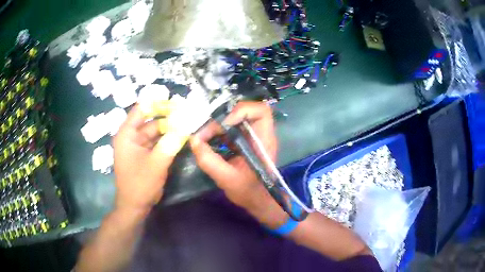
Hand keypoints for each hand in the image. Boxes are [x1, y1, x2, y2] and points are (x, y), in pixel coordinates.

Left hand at [113, 105, 187, 211]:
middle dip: (169, 117)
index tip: (178, 103)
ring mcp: (138, 145)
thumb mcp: (156, 163)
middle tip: (189, 114)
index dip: (159, 103)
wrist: (135, 207)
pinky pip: (157, 142)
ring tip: (188, 124)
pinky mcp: (145, 154)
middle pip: (151, 120)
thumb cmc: (140, 185)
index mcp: (127, 134)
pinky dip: (168, 139)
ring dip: (170, 128)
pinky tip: (181, 137)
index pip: (142, 109)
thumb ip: (171, 142)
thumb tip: (186, 123)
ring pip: (156, 131)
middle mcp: (131, 136)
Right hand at [190, 102, 287, 227]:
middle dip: (222, 117)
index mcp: (264, 141)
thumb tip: (193, 140)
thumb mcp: (226, 179)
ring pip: (235, 117)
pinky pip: (231, 127)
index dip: (241, 111)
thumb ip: (209, 160)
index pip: (260, 111)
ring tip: (204, 136)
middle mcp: (261, 133)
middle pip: (245, 110)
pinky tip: (208, 140)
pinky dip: (218, 130)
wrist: (257, 201)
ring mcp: (252, 136)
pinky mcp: (244, 140)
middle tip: (206, 132)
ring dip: (218, 124)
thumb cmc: (248, 192)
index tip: (224, 125)